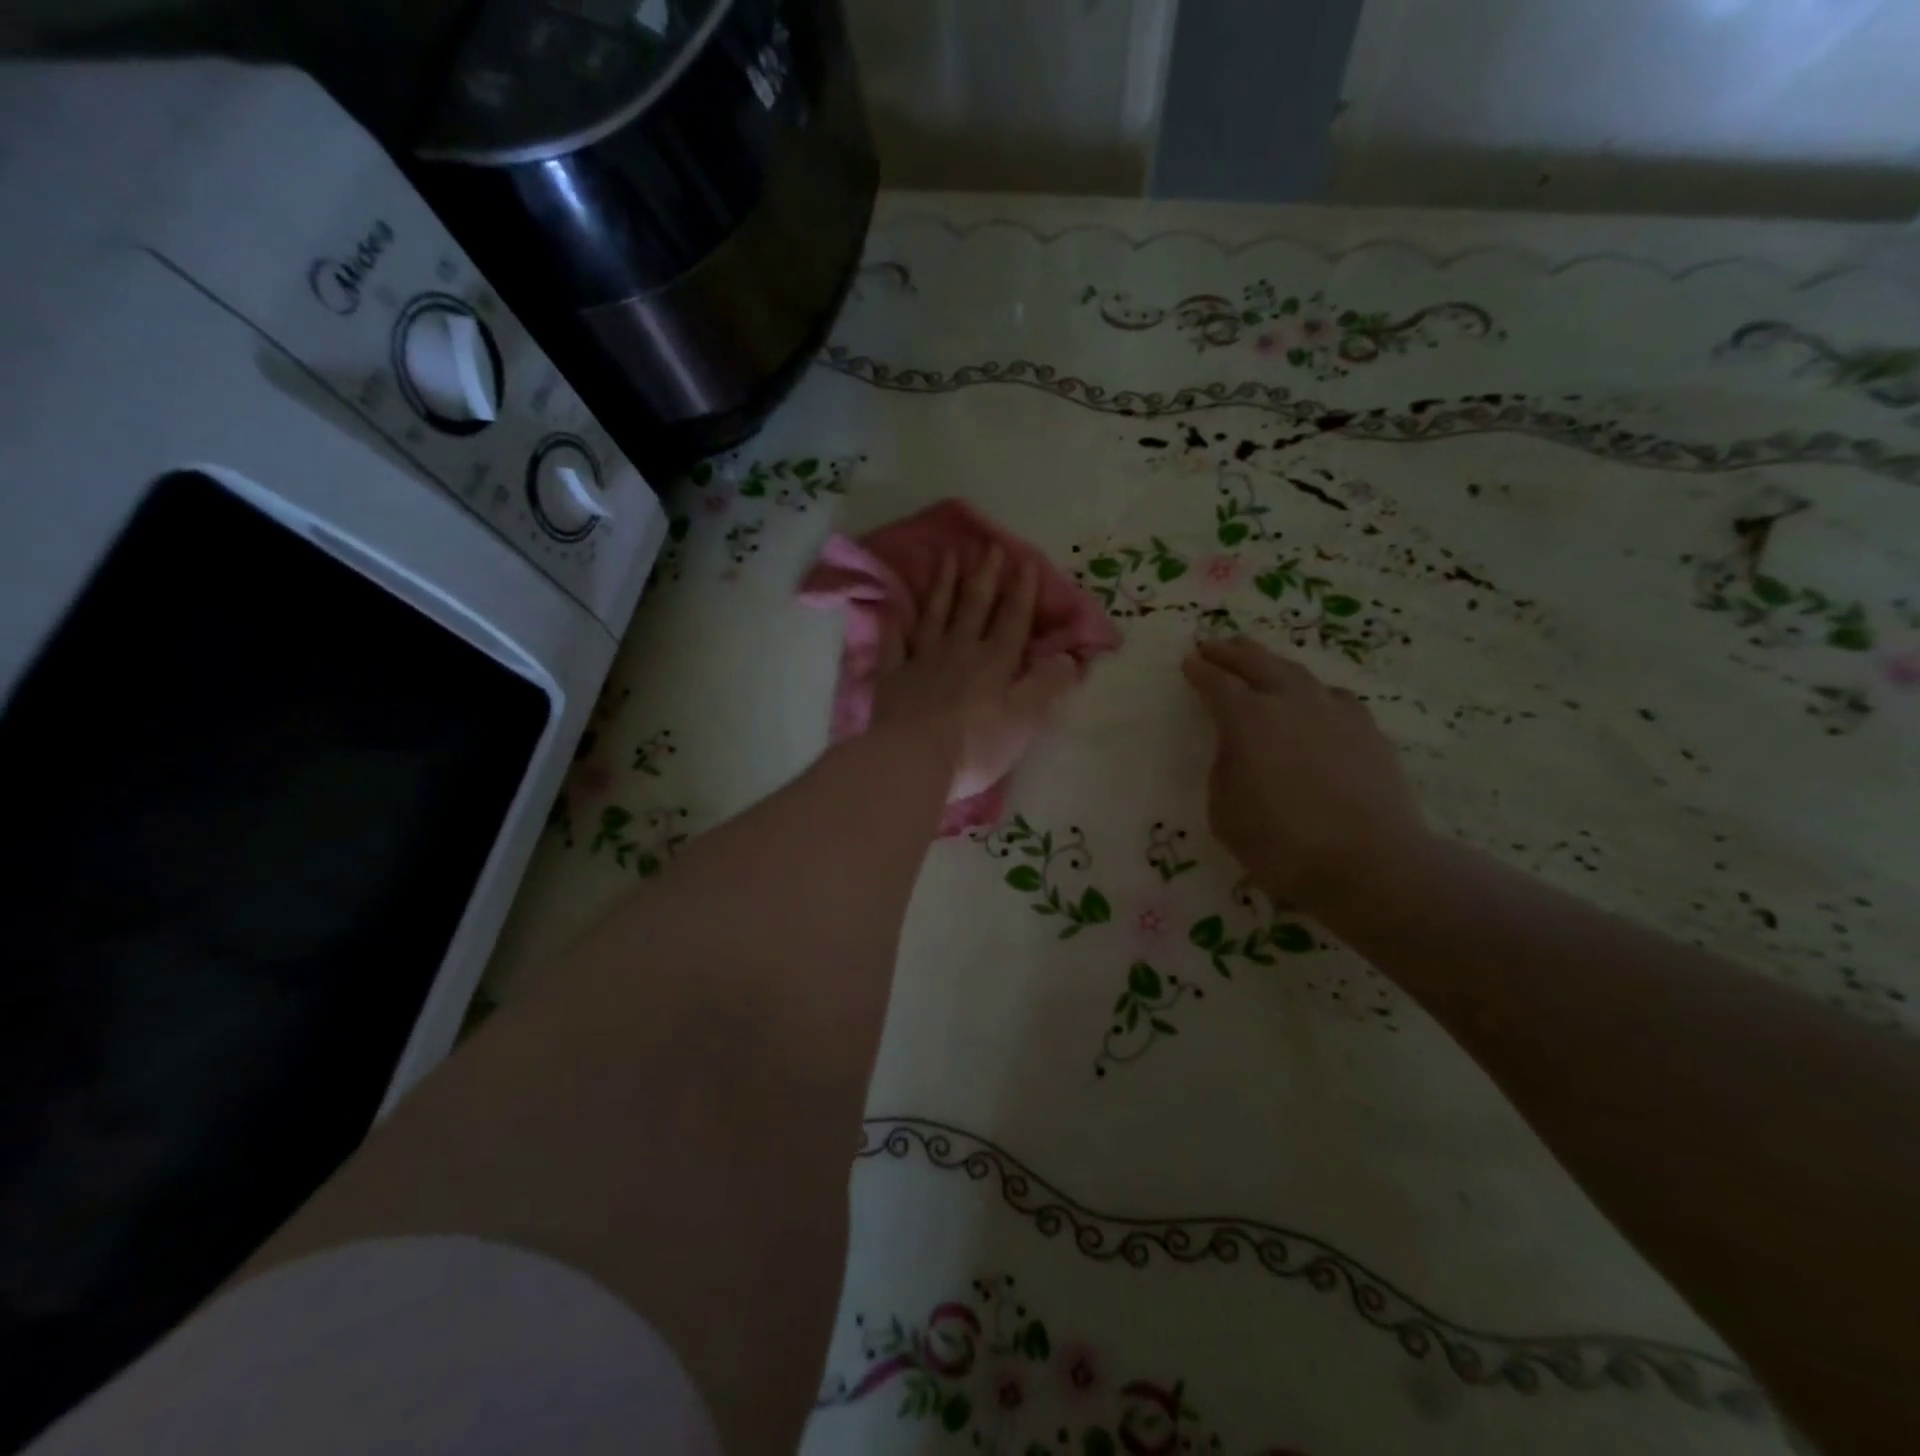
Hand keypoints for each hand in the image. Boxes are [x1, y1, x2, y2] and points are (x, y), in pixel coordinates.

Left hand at [874, 548, 1079, 800]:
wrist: (911, 760)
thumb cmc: (975, 745)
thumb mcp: (1024, 720)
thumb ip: (1047, 685)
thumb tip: (1070, 658)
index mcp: (995, 662)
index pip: (1013, 620)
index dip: (1022, 591)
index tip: (1025, 560)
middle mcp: (959, 651)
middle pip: (975, 607)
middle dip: (986, 576)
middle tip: (990, 546)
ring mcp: (922, 660)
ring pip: (936, 615)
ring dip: (944, 586)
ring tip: (948, 557)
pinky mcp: (892, 676)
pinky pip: (895, 641)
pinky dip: (897, 622)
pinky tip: (896, 607)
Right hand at [1181, 636, 1431, 915]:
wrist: (1370, 863)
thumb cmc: (1282, 843)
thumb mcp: (1224, 811)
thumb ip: (1225, 768)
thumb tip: (1237, 749)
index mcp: (1248, 719)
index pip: (1217, 683)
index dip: (1199, 671)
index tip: (1188, 662)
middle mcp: (1291, 703)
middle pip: (1257, 662)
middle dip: (1231, 651)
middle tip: (1214, 645)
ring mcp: (1335, 712)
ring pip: (1297, 672)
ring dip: (1271, 664)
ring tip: (1260, 664)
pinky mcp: (1367, 730)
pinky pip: (1332, 697)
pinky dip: (1312, 692)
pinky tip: (1313, 702)